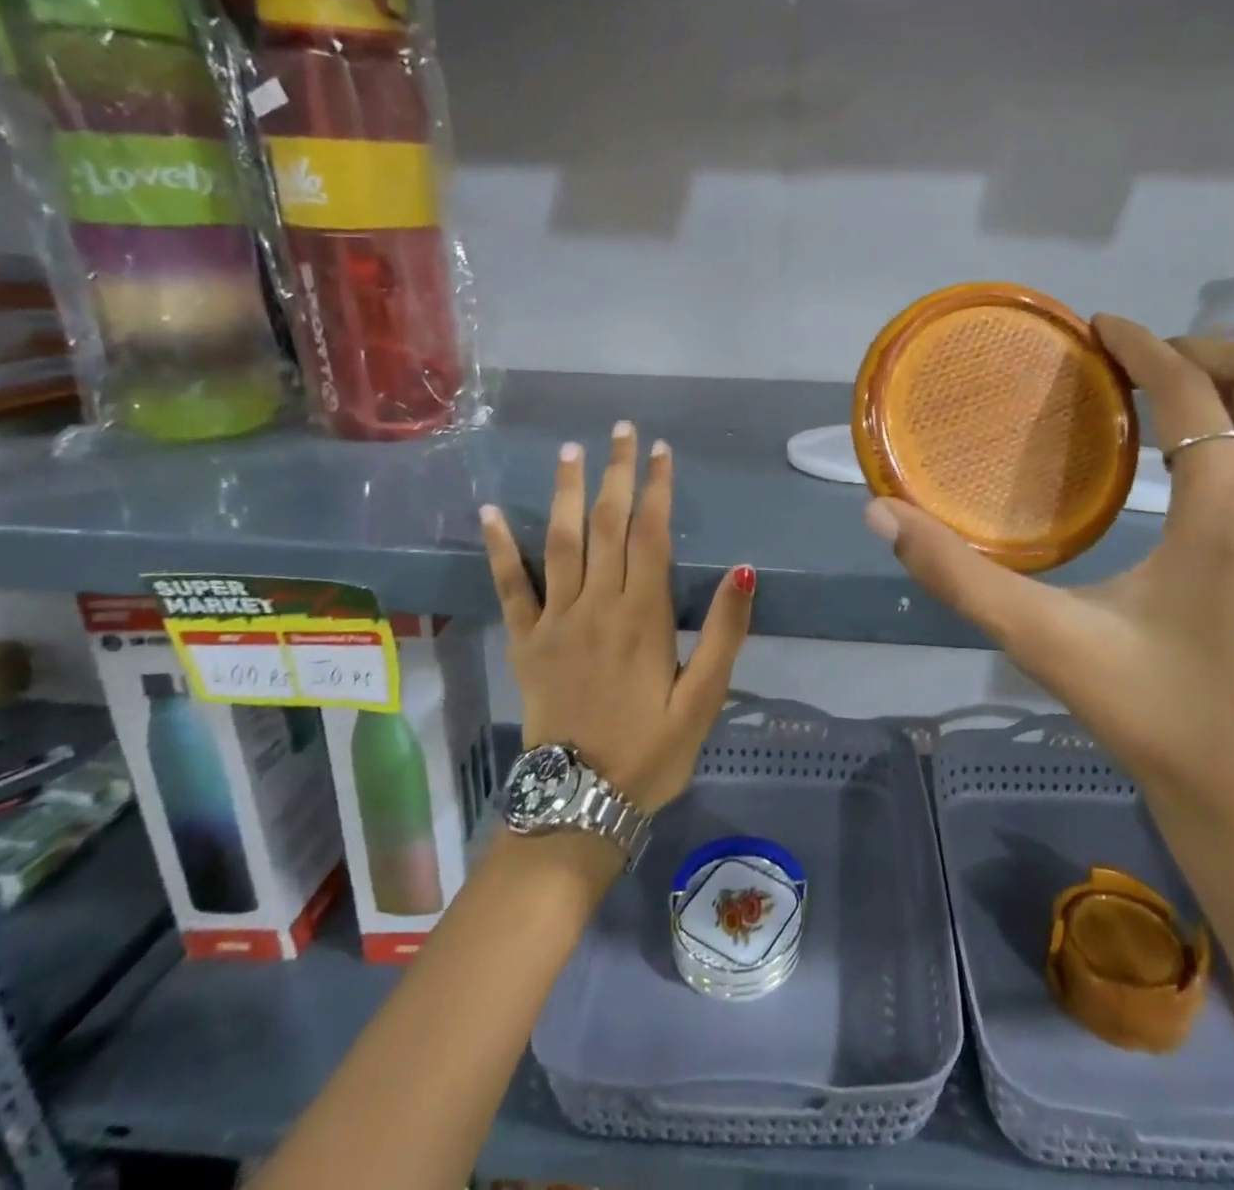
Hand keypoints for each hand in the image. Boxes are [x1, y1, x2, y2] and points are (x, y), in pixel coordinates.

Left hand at [481, 422, 754, 814]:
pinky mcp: (527, 643)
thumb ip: (724, 634)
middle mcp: (597, 605)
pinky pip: (510, 588)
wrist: (580, 803)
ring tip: (571, 452)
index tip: (661, 450)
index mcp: (643, 616)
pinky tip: (492, 512)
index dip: (656, 488)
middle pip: (606, 525)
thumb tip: (742, 571)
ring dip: (567, 493)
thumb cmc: (652, 751)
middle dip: (616, 474)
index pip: (651, 534)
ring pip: (561, 542)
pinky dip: (501, 548)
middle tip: (621, 431)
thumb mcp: (704, 700)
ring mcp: (555, 622)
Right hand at [863, 318, 1233, 852]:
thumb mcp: (1041, 640)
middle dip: (1204, 354)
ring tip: (1217, 407)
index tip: (1104, 327)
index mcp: (1229, 515)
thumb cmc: (1145, 713)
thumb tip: (881, 514)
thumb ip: (957, 575)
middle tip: (1148, 369)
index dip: (1143, 347)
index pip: (1189, 393)